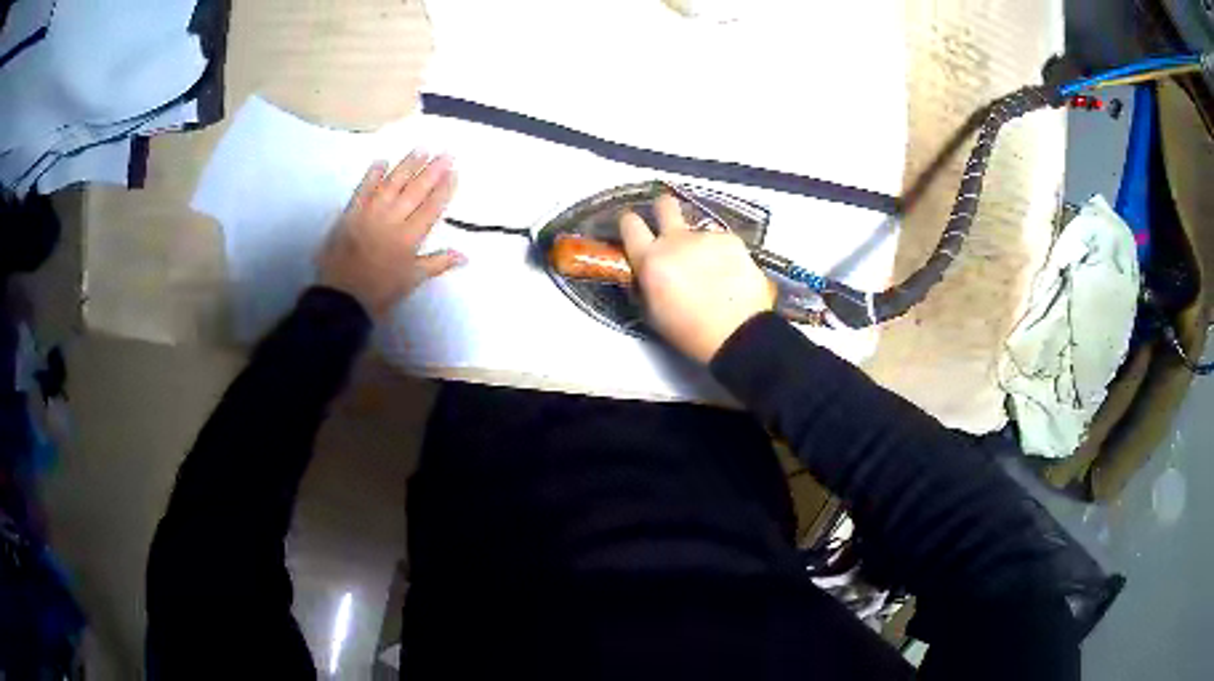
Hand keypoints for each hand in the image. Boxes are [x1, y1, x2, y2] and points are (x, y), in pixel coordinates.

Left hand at [318, 152, 463, 318]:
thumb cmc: (379, 292)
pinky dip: (372, 175)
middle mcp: (392, 220)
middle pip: (415, 191)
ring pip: (392, 184)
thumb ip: (437, 263)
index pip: (431, 207)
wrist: (341, 298)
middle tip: (445, 153)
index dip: (444, 188)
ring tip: (421, 149)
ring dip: (407, 165)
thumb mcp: (411, 280)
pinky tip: (382, 161)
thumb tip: (465, 256)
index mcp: (409, 238)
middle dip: (432, 171)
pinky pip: (363, 189)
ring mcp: (370, 214)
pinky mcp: (350, 214)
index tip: (454, 171)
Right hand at [620, 194, 774, 363]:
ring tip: (712, 267)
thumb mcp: (652, 311)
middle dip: (664, 209)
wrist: (737, 334)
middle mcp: (675, 240)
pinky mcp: (731, 239)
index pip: (630, 223)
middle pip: (665, 204)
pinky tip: (730, 272)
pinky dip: (723, 252)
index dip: (631, 223)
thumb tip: (646, 268)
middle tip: (670, 224)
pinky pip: (721, 239)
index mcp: (650, 260)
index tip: (635, 227)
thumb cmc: (690, 332)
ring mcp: (705, 237)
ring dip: (699, 242)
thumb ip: (645, 281)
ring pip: (697, 229)